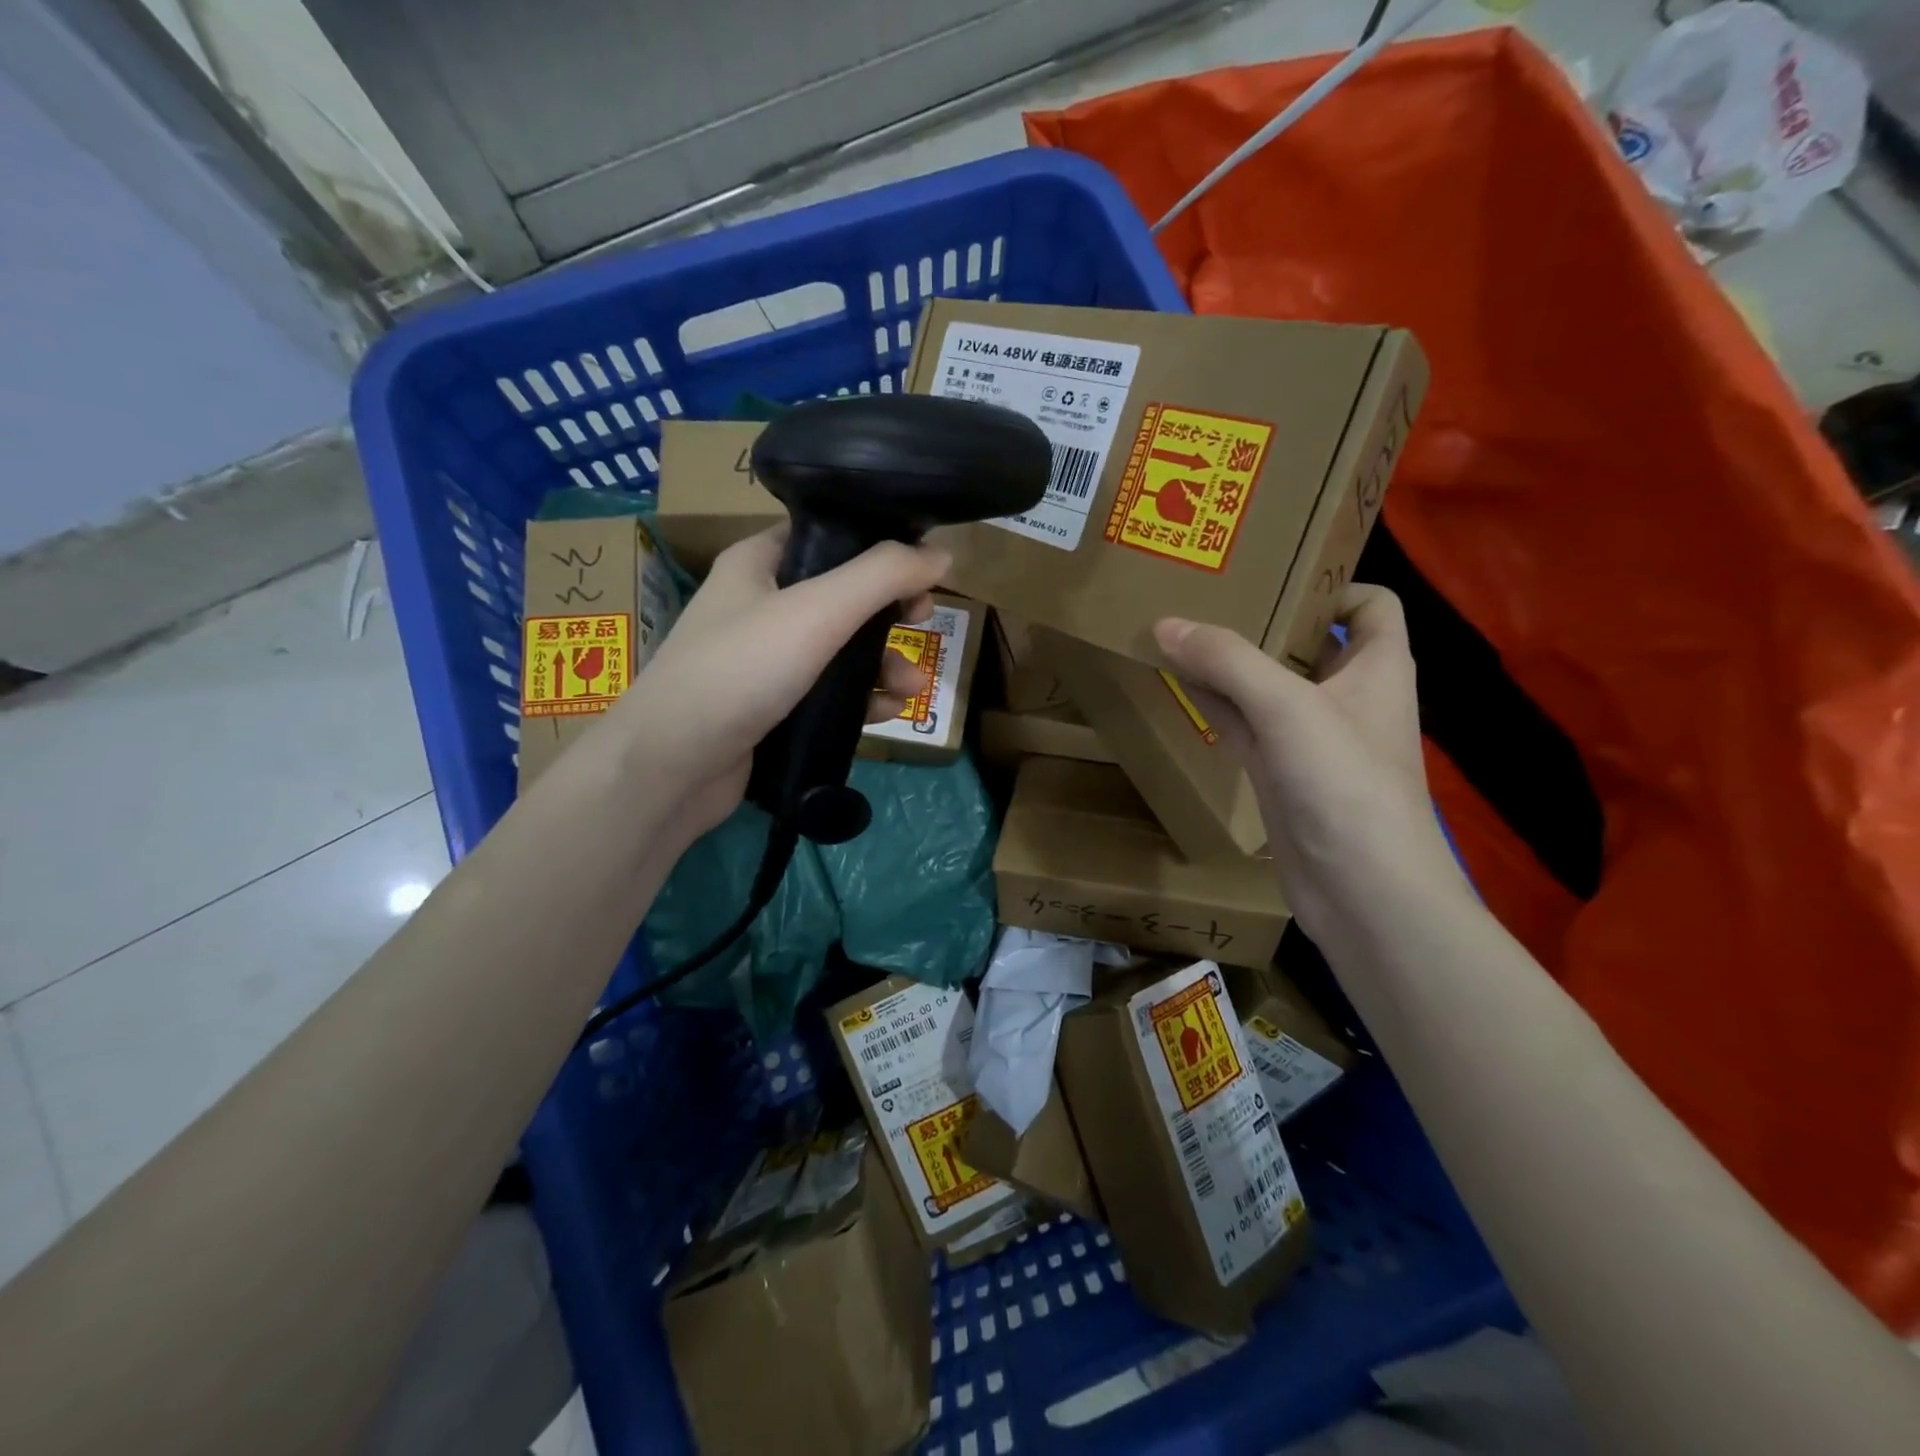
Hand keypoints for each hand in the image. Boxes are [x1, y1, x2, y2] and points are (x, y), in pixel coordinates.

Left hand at [611, 528, 947, 847]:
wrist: (671, 767)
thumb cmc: (739, 669)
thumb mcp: (817, 611)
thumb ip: (882, 576)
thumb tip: (942, 553)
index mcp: (759, 563)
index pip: (827, 535)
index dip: (878, 546)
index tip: (921, 567)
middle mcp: (760, 605)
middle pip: (842, 596)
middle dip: (889, 615)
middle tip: (923, 623)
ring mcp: (764, 660)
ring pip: (839, 650)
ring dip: (882, 665)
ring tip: (910, 689)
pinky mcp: (772, 707)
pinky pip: (827, 693)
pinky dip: (859, 699)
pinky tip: (885, 714)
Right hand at [1155, 586, 1469, 936]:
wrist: (1361, 892)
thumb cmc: (1344, 784)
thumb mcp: (1287, 708)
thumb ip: (1227, 661)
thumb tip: (1166, 623)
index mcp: (1377, 668)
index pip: (1370, 605)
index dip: (1331, 585)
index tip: (1272, 577)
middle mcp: (1347, 697)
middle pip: (1308, 642)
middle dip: (1262, 620)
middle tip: (1206, 596)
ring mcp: (1310, 739)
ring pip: (1267, 686)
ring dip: (1230, 664)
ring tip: (1179, 632)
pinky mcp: (1280, 774)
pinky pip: (1244, 725)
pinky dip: (1215, 705)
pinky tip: (1178, 687)